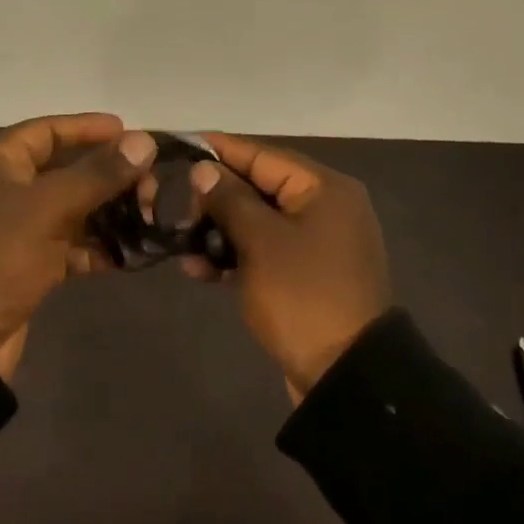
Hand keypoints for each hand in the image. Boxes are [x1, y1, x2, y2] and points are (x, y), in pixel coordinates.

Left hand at [0, 113, 157, 381]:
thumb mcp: (46, 208)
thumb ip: (97, 174)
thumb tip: (143, 140)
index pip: (49, 130)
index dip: (89, 128)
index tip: (131, 131)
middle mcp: (4, 188)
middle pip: (65, 169)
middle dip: (107, 175)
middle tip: (149, 182)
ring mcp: (15, 229)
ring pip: (70, 208)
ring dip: (107, 211)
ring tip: (148, 215)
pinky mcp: (26, 266)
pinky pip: (68, 245)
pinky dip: (95, 247)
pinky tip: (128, 253)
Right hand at [185, 133, 390, 402]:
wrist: (347, 379)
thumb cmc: (303, 296)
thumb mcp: (261, 242)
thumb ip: (230, 198)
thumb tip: (204, 168)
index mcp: (324, 188)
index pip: (262, 155)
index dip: (219, 150)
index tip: (180, 144)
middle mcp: (325, 206)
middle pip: (259, 187)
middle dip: (215, 198)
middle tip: (176, 206)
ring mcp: (318, 242)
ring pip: (258, 221)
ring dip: (220, 231)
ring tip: (182, 244)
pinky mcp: (307, 273)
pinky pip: (266, 250)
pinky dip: (236, 255)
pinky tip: (201, 270)